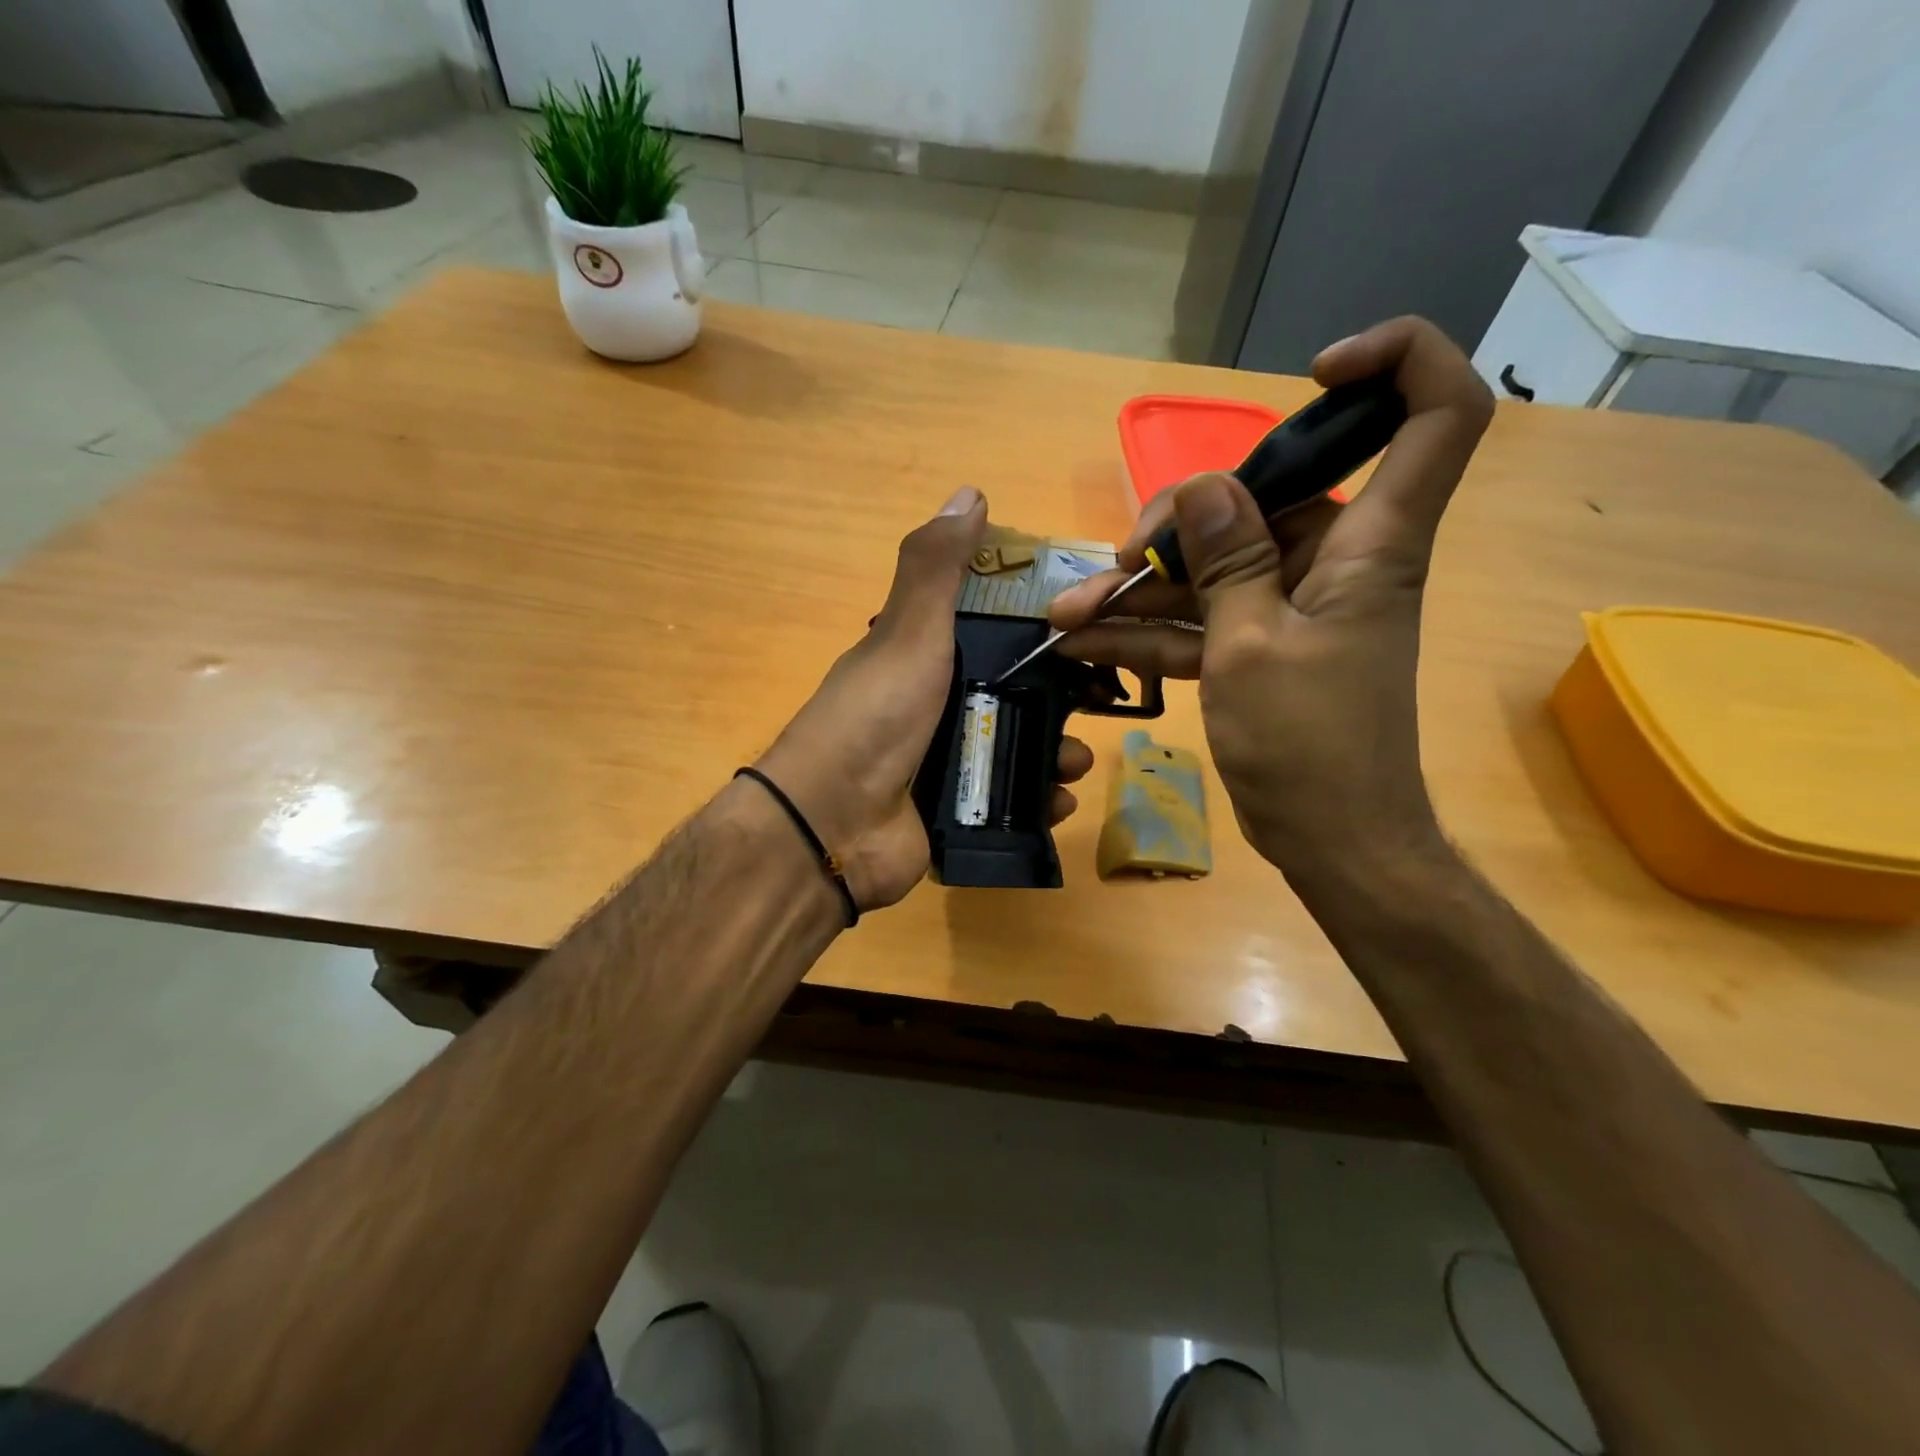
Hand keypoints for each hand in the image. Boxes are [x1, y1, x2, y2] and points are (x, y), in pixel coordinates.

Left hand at [760, 487, 1093, 910]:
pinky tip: (1056, 804)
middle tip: (1093, 708)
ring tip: (1073, 766)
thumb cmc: (875, 716)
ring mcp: (945, 766)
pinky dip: (1038, 804)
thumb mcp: (907, 632)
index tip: (1085, 632)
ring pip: (1018, 753)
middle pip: (1015, 697)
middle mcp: (936, 709)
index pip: (993, 634)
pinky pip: (1010, 806)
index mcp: (924, 659)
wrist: (832, 824)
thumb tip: (970, 493)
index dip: (1038, 631)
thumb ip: (936, 567)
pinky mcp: (955, 815)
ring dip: (1056, 756)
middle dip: (1059, 703)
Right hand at [1048, 317, 1492, 879]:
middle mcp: (1339, 560)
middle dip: (1181, 526)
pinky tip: (1085, 641)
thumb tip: (1207, 488)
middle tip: (1119, 563)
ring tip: (1070, 614)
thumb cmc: (1308, 746)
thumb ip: (1229, 563)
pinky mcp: (1262, 644)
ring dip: (1143, 590)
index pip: (1434, 416)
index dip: (1396, 365)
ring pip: (1216, 568)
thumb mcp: (1252, 647)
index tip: (1317, 373)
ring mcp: (1295, 604)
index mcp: (1371, 544)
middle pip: (1267, 500)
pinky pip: (1204, 619)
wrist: (1330, 840)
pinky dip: (1152, 630)